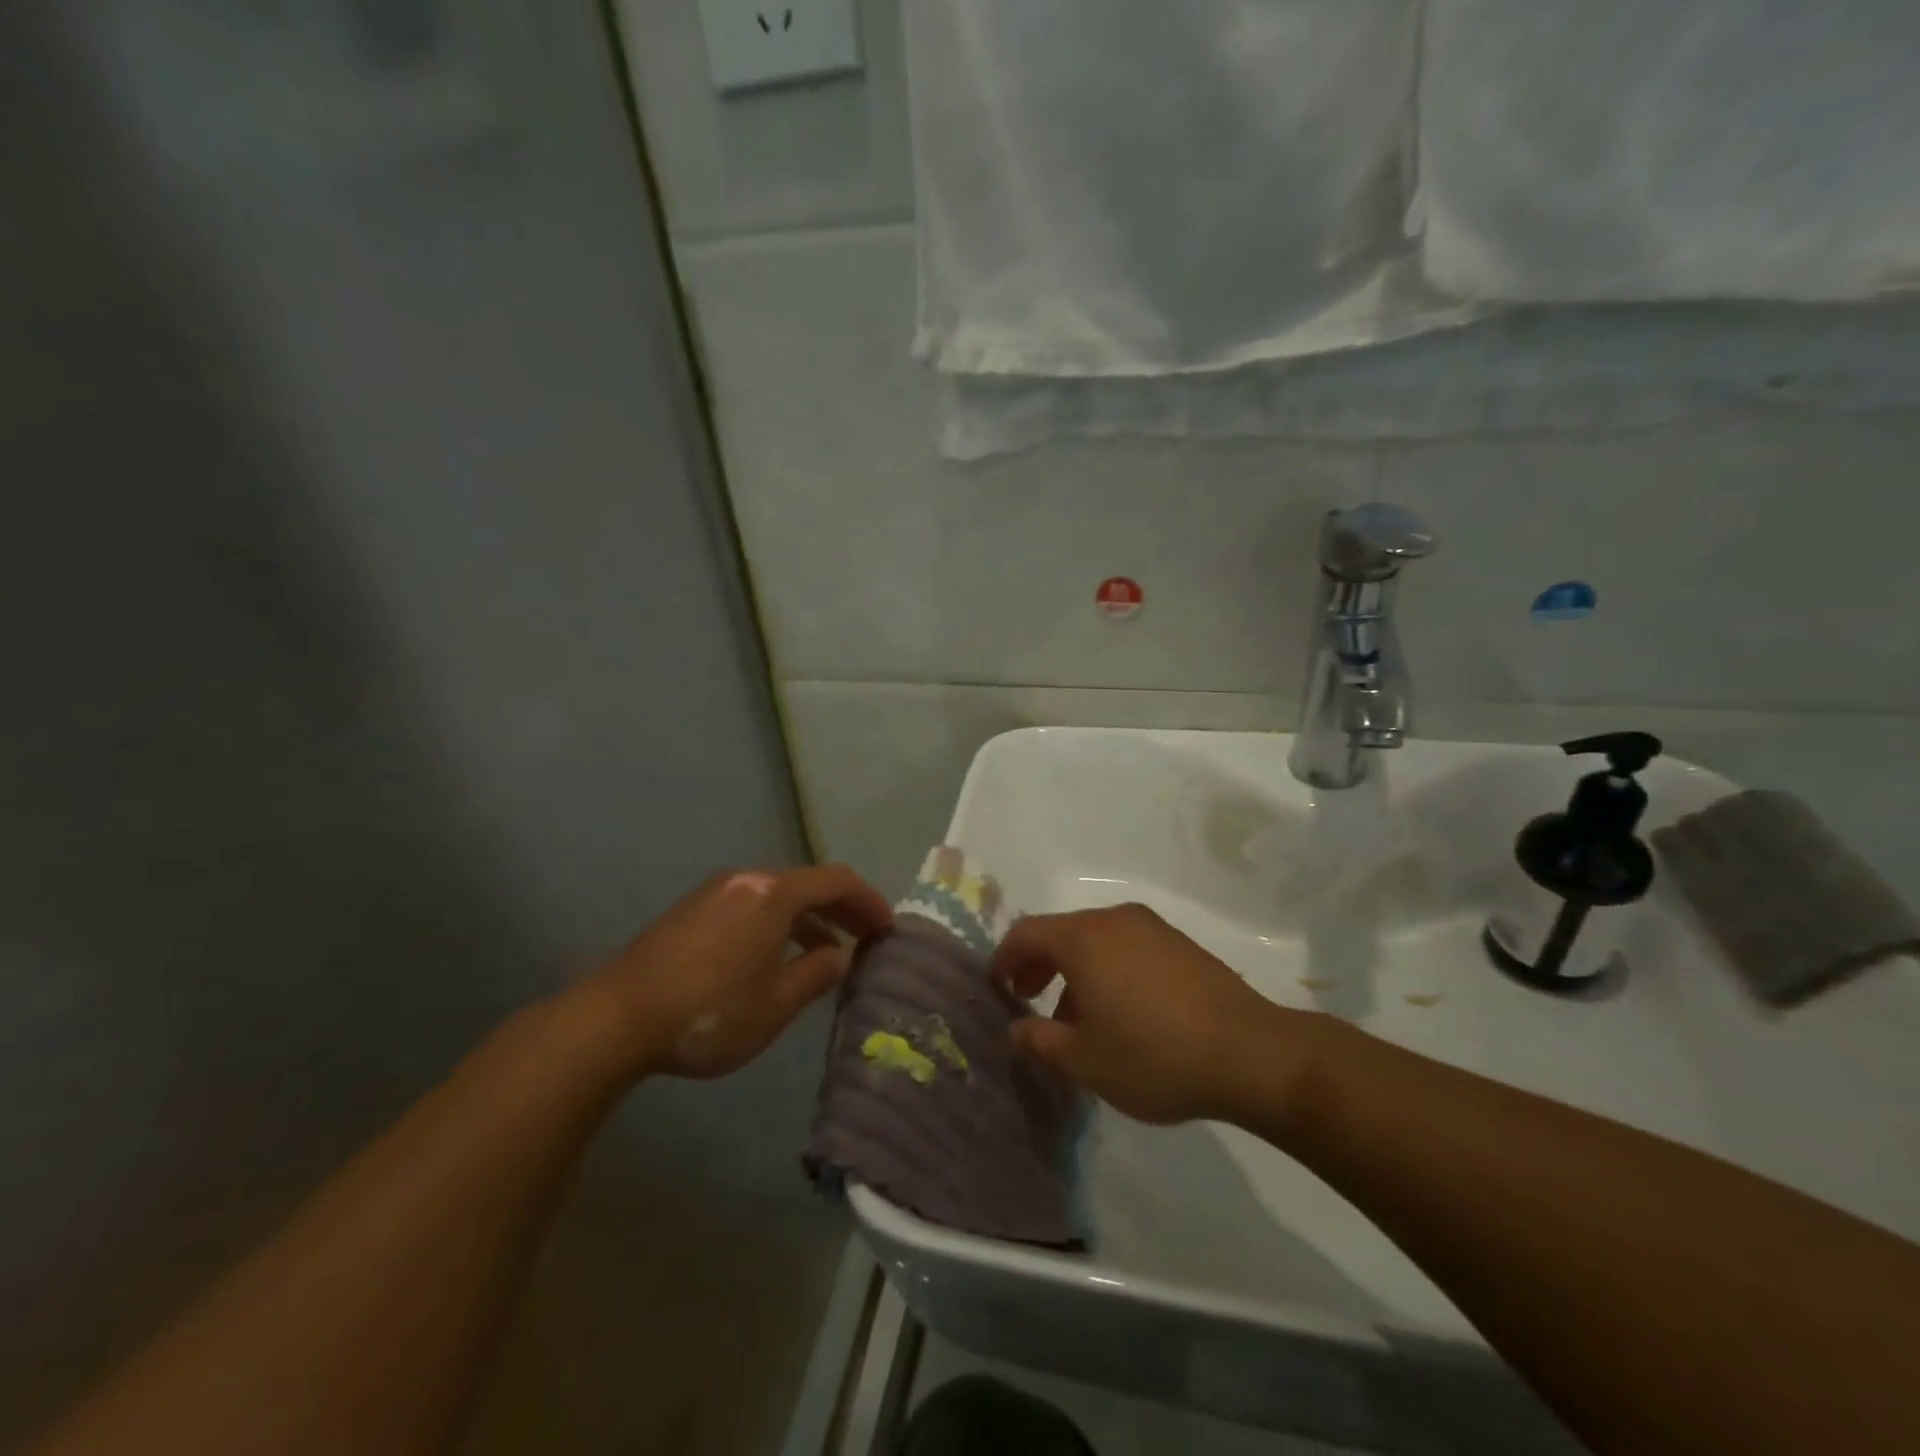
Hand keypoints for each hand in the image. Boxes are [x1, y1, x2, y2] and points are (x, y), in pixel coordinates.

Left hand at [585, 866, 891, 1079]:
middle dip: (842, 908)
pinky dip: (778, 923)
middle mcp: (746, 880)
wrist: (616, 1019)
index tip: (888, 927)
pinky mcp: (691, 911)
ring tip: (827, 952)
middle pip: (807, 883)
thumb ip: (816, 974)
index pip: (837, 881)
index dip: (869, 901)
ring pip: (777, 896)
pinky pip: (751, 906)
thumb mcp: (776, 1003)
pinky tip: (775, 957)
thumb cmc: (710, 1011)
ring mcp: (714, 892)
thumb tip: (840, 957)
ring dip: (809, 918)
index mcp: (773, 894)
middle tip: (867, 936)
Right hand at [993, 903, 1303, 1125]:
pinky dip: (1107, 969)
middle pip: (1061, 932)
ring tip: (1075, 1017)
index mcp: (1084, 938)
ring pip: (1096, 941)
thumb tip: (1017, 1028)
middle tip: (1028, 998)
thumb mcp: (1084, 1061)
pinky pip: (1126, 948)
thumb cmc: (1153, 1055)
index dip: (1004, 959)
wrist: (1249, 1053)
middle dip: (1038, 964)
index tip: (997, 988)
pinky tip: (1120, 1012)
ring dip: (1074, 971)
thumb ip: (1040, 1041)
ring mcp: (1151, 928)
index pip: (1026, 933)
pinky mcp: (1180, 944)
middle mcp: (1114, 920)